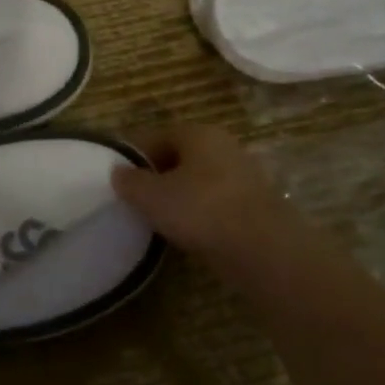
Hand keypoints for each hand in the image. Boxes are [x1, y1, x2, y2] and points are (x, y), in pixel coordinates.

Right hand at [113, 121, 320, 264]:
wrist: (265, 250)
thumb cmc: (201, 211)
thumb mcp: (152, 197)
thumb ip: (130, 182)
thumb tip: (118, 172)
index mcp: (197, 133)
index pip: (156, 136)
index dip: (134, 156)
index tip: (120, 179)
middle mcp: (223, 145)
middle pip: (180, 156)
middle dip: (158, 175)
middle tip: (138, 199)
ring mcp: (244, 174)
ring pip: (200, 180)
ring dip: (181, 195)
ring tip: (161, 218)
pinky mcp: (257, 204)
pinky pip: (218, 201)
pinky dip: (202, 213)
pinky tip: (190, 233)